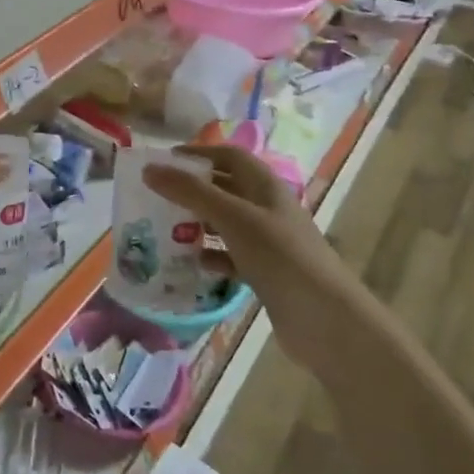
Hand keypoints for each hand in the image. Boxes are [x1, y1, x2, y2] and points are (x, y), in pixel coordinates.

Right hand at [143, 144, 364, 366]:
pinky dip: (212, 256)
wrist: (324, 319)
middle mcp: (268, 208)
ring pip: (227, 224)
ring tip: (166, 229)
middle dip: (193, 190)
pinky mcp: (266, 273)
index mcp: (265, 186)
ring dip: (199, 224)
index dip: (199, 154)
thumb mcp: (232, 217)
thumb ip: (190, 192)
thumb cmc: (279, 256)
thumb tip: (149, 169)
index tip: (164, 161)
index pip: (229, 156)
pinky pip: (232, 257)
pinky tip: (193, 264)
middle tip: (157, 196)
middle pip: (226, 188)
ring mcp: (269, 242)